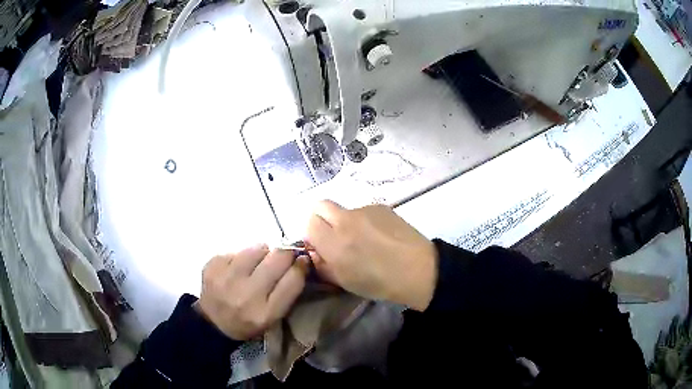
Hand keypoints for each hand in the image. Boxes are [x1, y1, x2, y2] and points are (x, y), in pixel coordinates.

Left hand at [196, 245, 307, 339]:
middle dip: (285, 254)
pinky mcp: (212, 265)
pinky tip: (237, 269)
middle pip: (277, 258)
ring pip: (258, 248)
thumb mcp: (273, 315)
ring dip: (262, 253)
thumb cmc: (249, 320)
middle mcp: (246, 295)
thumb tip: (300, 259)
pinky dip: (242, 257)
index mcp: (265, 313)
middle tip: (282, 256)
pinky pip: (237, 250)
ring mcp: (226, 278)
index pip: (293, 280)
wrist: (213, 322)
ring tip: (257, 264)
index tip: (302, 260)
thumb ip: (288, 290)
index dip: (301, 265)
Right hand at [305, 200, 437, 310]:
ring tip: (365, 240)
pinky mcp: (381, 207)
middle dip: (321, 219)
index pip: (309, 223)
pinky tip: (380, 236)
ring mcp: (365, 210)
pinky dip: (364, 221)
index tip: (321, 245)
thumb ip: (323, 264)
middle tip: (333, 236)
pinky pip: (363, 211)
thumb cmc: (380, 282)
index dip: (312, 234)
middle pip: (320, 206)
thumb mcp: (344, 281)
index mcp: (334, 243)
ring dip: (346, 222)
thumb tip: (315, 251)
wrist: (418, 270)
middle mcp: (346, 221)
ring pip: (344, 210)